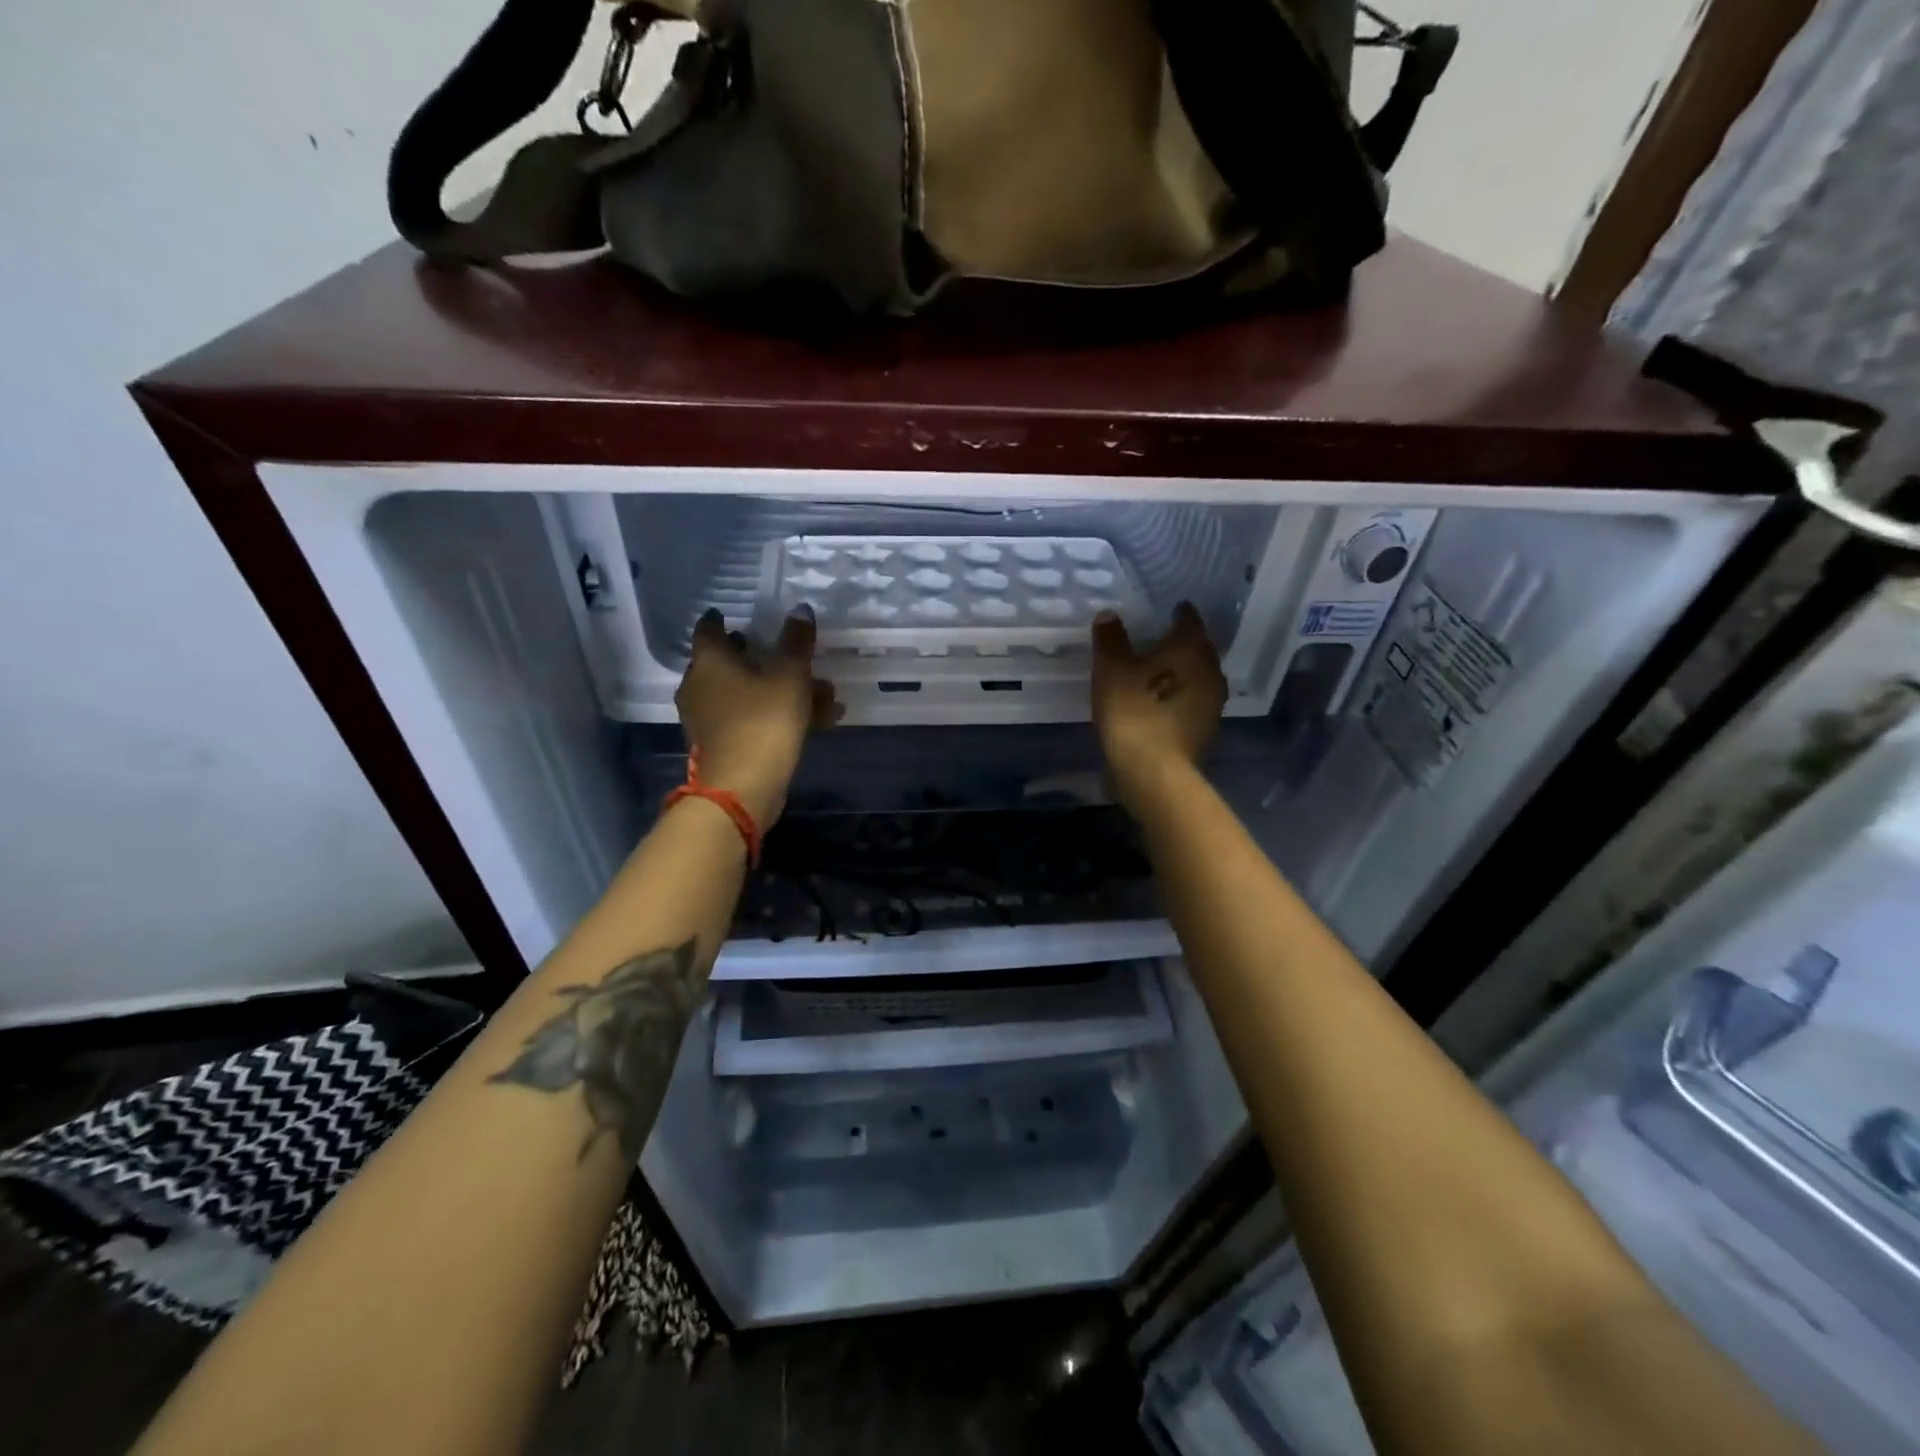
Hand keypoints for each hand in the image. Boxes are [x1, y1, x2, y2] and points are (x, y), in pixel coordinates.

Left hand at [675, 608, 839, 825]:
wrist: (741, 788)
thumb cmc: (762, 722)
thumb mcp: (789, 677)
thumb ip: (796, 642)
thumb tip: (800, 609)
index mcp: (709, 661)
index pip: (709, 628)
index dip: (723, 619)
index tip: (738, 615)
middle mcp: (700, 686)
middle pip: (730, 662)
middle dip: (762, 657)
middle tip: (788, 653)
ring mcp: (707, 718)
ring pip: (747, 693)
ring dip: (780, 690)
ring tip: (822, 694)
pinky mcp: (722, 744)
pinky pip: (751, 718)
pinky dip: (777, 715)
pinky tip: (818, 722)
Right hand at [1091, 603, 1226, 803]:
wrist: (1154, 770)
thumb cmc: (1133, 709)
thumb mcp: (1110, 668)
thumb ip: (1110, 638)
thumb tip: (1109, 615)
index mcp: (1191, 647)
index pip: (1190, 619)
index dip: (1179, 612)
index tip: (1169, 610)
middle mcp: (1210, 669)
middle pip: (1200, 648)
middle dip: (1184, 642)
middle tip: (1162, 640)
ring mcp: (1213, 701)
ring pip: (1200, 676)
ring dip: (1184, 672)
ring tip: (1162, 672)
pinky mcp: (1208, 728)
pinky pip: (1195, 701)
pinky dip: (1182, 696)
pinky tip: (1164, 701)